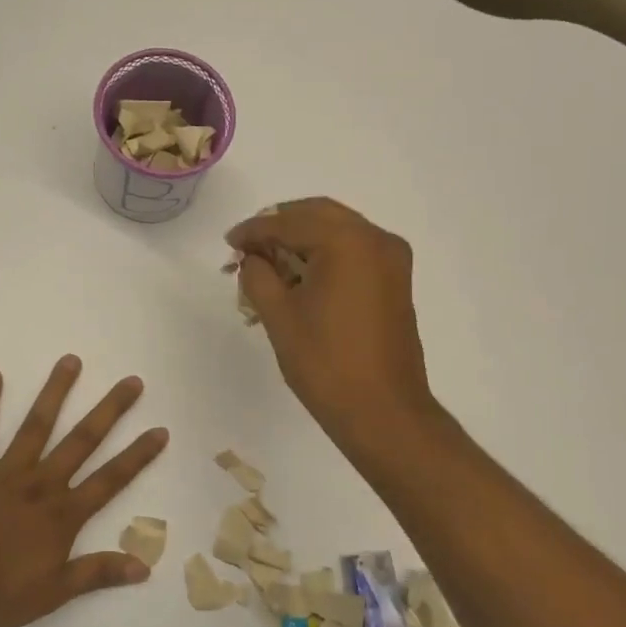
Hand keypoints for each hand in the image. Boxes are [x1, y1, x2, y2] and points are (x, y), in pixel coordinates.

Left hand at [0, 357, 168, 626]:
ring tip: (71, 360)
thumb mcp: (52, 594)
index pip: (110, 479)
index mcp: (62, 515)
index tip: (160, 430)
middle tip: (131, 381)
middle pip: (82, 441)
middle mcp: (40, 485)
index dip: (137, 455)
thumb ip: (96, 573)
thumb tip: (145, 566)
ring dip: (55, 392)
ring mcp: (5, 474)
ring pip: (37, 426)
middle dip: (110, 410)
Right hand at [226, 198, 436, 444]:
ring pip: (338, 231)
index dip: (254, 230)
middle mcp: (377, 239)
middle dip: (280, 226)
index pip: (290, 222)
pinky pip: (354, 251)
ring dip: (302, 239)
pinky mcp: (396, 281)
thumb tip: (252, 258)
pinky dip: (325, 254)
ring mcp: (392, 260)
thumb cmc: (326, 364)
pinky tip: (299, 276)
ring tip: (269, 263)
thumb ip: (258, 276)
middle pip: (318, 215)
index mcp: (348, 242)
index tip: (229, 242)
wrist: (383, 412)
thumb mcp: (279, 317)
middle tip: (248, 247)